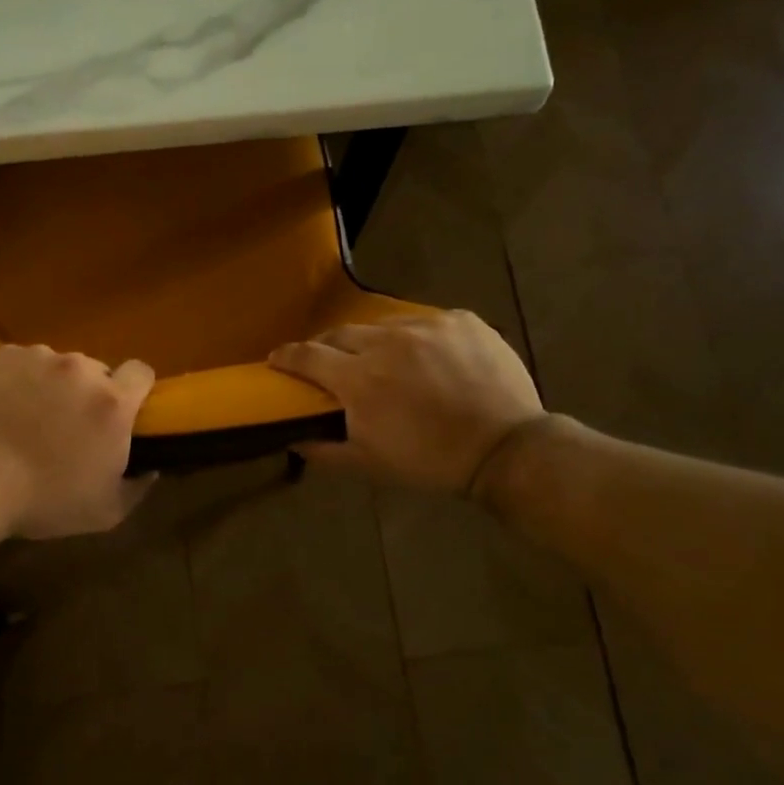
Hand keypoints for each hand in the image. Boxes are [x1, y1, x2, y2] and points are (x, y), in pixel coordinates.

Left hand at [0, 345, 155, 538]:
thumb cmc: (43, 501)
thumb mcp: (106, 512)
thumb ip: (138, 486)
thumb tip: (151, 468)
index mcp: (113, 403)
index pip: (142, 372)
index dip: (137, 390)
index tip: (124, 413)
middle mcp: (81, 369)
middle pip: (98, 371)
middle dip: (91, 393)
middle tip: (70, 425)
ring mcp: (40, 358)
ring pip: (60, 366)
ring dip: (55, 385)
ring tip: (30, 416)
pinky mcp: (3, 357)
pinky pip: (24, 363)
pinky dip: (21, 379)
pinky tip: (4, 406)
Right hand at [268, 311, 543, 494]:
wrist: (506, 449)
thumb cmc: (431, 462)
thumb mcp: (370, 464)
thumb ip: (324, 450)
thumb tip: (291, 437)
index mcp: (360, 379)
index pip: (308, 356)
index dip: (287, 356)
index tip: (277, 359)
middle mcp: (388, 342)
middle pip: (341, 333)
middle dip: (327, 347)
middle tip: (330, 362)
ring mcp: (427, 326)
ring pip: (384, 325)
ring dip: (374, 342)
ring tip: (384, 360)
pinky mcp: (460, 320)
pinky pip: (425, 322)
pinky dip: (416, 338)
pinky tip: (426, 358)